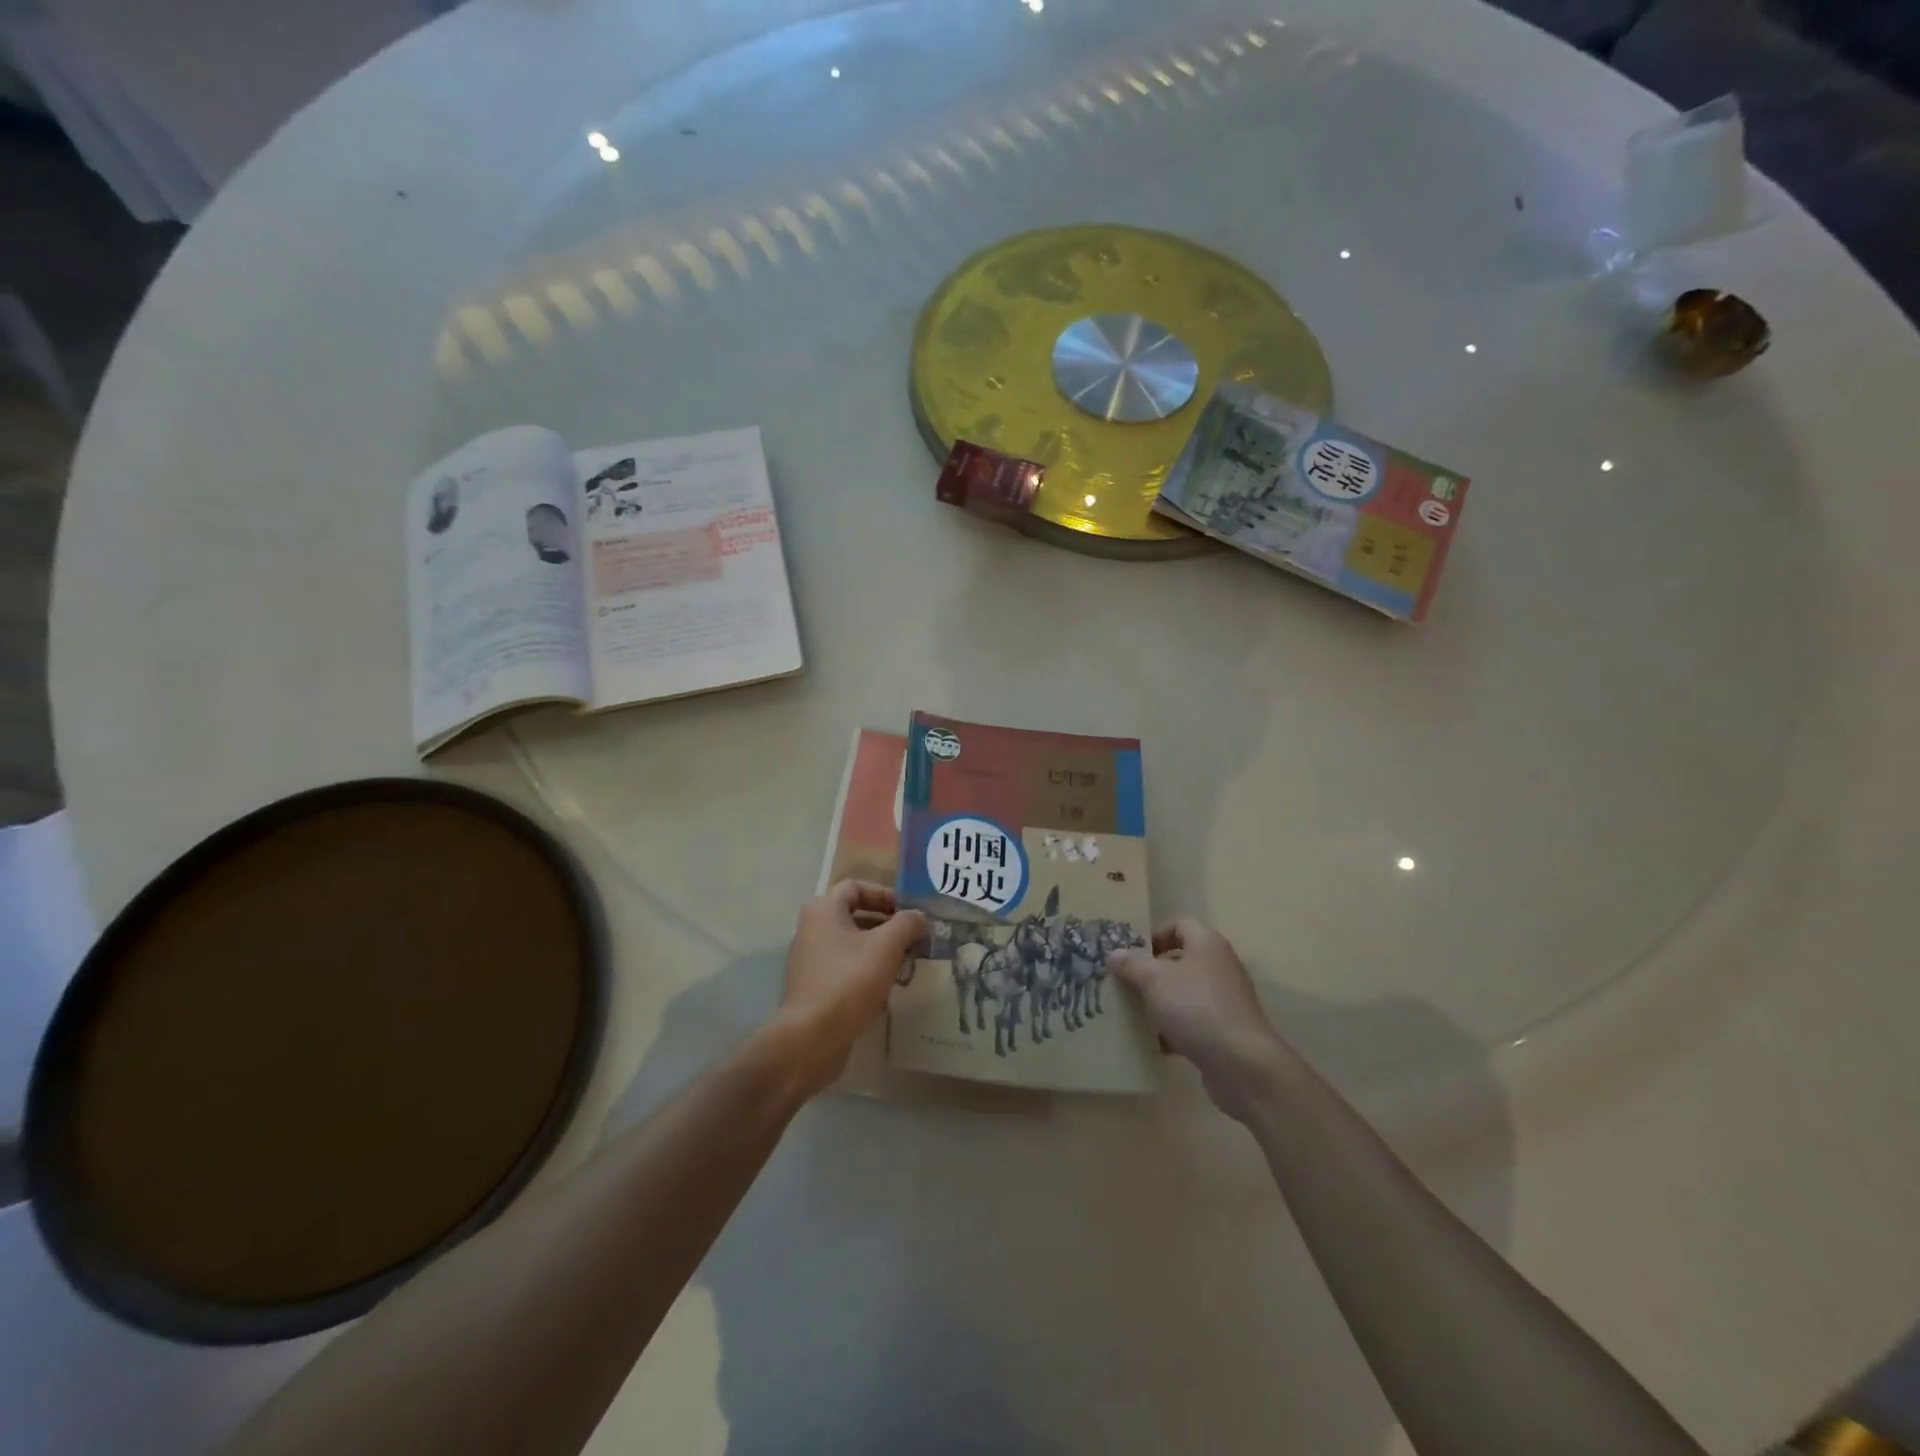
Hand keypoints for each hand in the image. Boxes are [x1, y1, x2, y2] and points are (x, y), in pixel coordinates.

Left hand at [776, 881, 925, 1096]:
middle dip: (887, 926)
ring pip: (852, 945)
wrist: (810, 1038)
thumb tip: (919, 917)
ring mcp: (810, 960)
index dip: (885, 895)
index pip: (856, 887)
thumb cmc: (849, 981)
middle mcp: (812, 929)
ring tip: (906, 965)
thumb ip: (907, 923)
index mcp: (824, 910)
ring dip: (880, 951)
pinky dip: (866, 973)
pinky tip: (887, 991)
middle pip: (855, 916)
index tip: (909, 913)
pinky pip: (845, 970)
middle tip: (914, 939)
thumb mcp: (887, 946)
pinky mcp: (813, 988)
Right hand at [1110, 920, 1287, 1120]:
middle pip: (1181, 960)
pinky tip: (1155, 1043)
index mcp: (1207, 944)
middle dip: (1152, 972)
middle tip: (1126, 984)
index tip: (1131, 954)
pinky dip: (1175, 1029)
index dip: (1154, 935)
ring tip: (1134, 1013)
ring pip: (1186, 993)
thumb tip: (1115, 954)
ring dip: (1161, 1002)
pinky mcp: (1227, 1030)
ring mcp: (1226, 1000)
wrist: (1242, 1063)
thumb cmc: (1196, 1007)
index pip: (1179, 925)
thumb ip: (1132, 964)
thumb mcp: (1154, 980)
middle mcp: (1220, 966)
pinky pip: (1194, 1021)